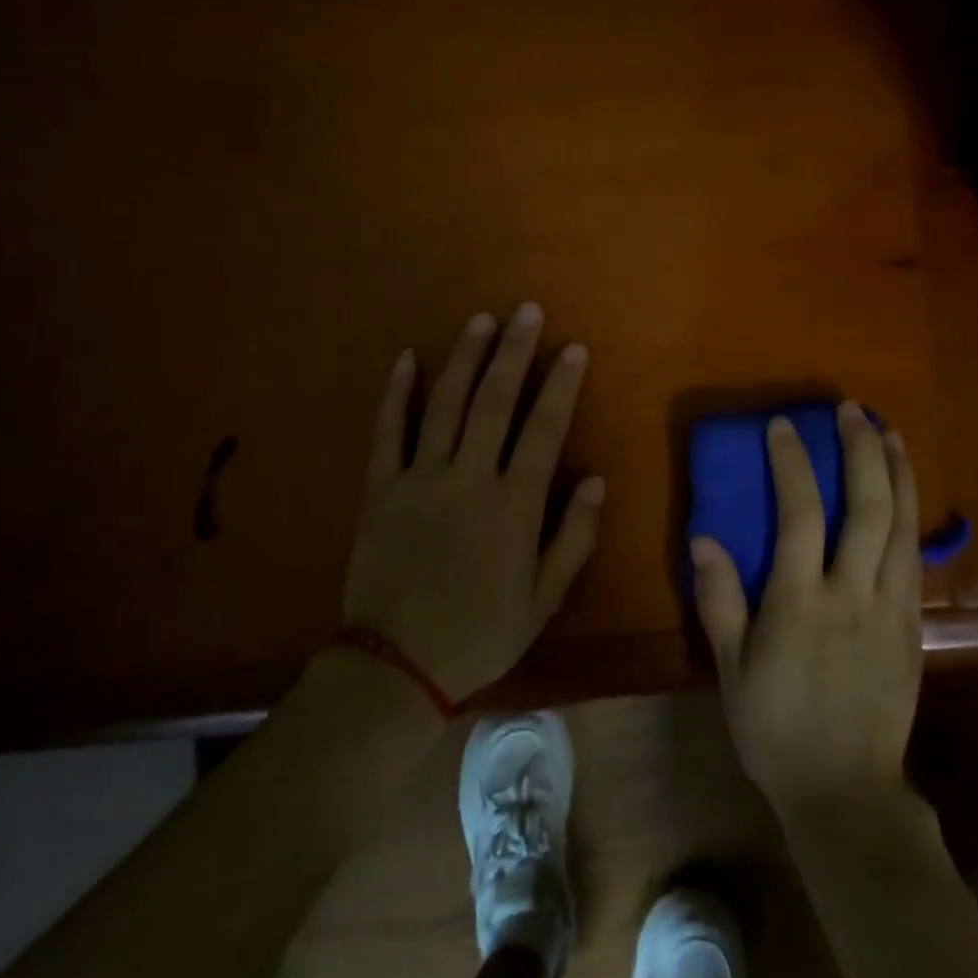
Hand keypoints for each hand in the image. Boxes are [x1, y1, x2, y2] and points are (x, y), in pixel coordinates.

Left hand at [340, 304, 604, 703]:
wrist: (396, 667)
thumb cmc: (480, 633)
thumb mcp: (543, 599)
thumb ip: (574, 537)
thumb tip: (597, 480)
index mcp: (514, 506)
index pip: (544, 429)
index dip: (561, 385)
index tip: (573, 349)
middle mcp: (469, 479)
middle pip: (495, 402)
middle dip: (515, 352)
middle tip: (527, 311)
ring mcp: (420, 480)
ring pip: (445, 405)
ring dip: (465, 358)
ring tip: (482, 320)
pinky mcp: (380, 489)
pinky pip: (387, 432)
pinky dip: (396, 393)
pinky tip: (407, 357)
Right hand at [692, 403, 922, 819]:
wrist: (846, 790)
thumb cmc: (776, 729)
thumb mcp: (731, 670)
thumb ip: (720, 601)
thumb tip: (705, 539)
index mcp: (801, 602)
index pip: (800, 514)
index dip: (793, 463)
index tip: (783, 425)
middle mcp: (852, 593)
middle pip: (867, 507)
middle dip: (860, 451)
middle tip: (851, 411)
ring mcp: (891, 608)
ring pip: (903, 526)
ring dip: (898, 472)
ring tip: (888, 432)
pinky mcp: (911, 624)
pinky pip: (915, 556)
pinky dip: (913, 514)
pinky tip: (906, 494)